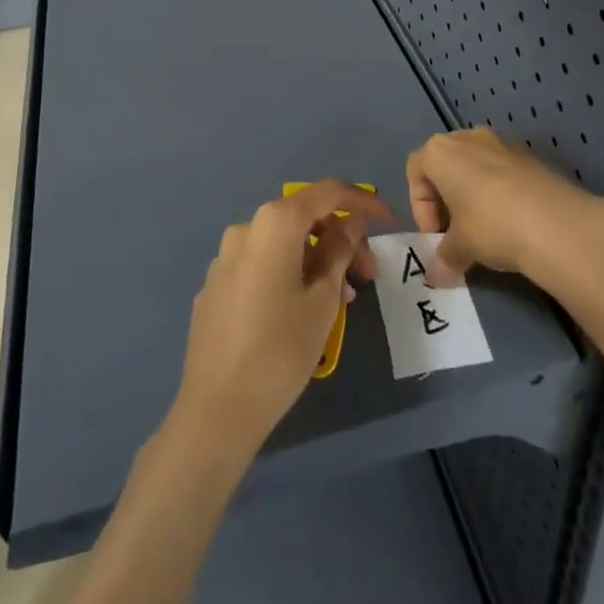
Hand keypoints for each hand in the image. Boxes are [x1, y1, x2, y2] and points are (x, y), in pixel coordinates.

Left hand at [170, 180, 392, 457]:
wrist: (216, 412)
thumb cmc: (280, 350)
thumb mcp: (323, 299)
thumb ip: (340, 250)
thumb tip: (350, 222)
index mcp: (274, 223)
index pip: (327, 192)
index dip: (362, 201)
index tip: (388, 220)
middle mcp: (245, 228)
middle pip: (303, 217)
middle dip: (339, 238)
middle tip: (366, 275)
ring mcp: (225, 258)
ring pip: (282, 243)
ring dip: (315, 259)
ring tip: (338, 299)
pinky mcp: (215, 286)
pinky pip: (260, 264)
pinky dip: (287, 272)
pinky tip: (300, 310)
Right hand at [406, 126, 603, 289]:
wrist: (556, 223)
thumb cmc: (491, 225)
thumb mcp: (460, 248)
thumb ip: (442, 259)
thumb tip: (435, 277)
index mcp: (440, 151)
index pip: (415, 171)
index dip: (420, 206)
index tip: (436, 236)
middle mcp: (467, 137)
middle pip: (445, 165)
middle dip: (446, 199)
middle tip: (456, 234)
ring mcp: (501, 142)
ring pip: (475, 166)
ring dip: (473, 195)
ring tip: (484, 230)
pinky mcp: (529, 154)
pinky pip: (502, 170)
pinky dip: (499, 192)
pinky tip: (511, 222)